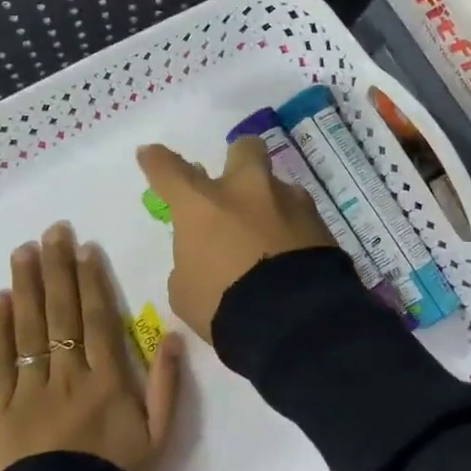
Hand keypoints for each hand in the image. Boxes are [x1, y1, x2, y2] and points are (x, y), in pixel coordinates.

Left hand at [0, 222, 180, 470]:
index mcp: (108, 380)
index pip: (99, 318)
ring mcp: (32, 389)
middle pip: (63, 312)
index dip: (92, 279)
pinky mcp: (2, 408)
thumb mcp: (160, 437)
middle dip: (58, 268)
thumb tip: (175, 337)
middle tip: (51, 231)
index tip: (84, 247)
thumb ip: (168, 385)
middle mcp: (69, 375)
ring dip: (28, 286)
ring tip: (24, 250)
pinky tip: (0, 299)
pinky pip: (0, 362)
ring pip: (31, 328)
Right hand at [136, 138, 335, 342]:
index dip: (156, 161)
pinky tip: (292, 258)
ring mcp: (288, 201)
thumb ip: (190, 262)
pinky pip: (300, 218)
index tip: (150, 154)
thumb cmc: (223, 306)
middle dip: (238, 161)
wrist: (293, 322)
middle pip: (244, 149)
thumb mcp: (186, 291)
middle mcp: (246, 190)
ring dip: (270, 206)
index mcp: (202, 204)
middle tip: (235, 189)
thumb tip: (205, 255)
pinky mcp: (320, 222)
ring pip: (277, 188)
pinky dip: (293, 231)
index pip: (169, 170)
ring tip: (270, 242)